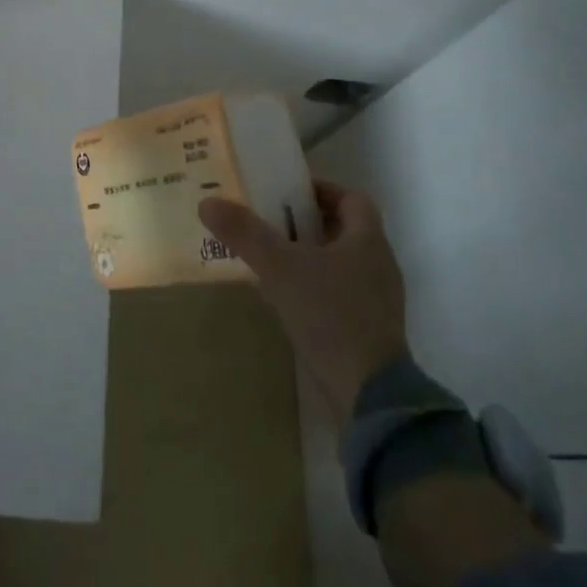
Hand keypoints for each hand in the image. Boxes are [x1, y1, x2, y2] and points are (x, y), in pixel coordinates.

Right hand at [199, 180, 407, 416]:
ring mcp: (378, 301)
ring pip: (341, 263)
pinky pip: (340, 294)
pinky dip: (315, 288)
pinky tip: (286, 299)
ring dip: (309, 256)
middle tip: (269, 221)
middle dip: (306, 222)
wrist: (369, 397)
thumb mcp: (280, 268)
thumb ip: (245, 233)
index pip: (351, 197)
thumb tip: (207, 202)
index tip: (287, 192)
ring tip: (270, 259)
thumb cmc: (329, 315)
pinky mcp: (370, 331)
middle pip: (344, 229)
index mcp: (368, 239)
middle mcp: (379, 264)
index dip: (321, 189)